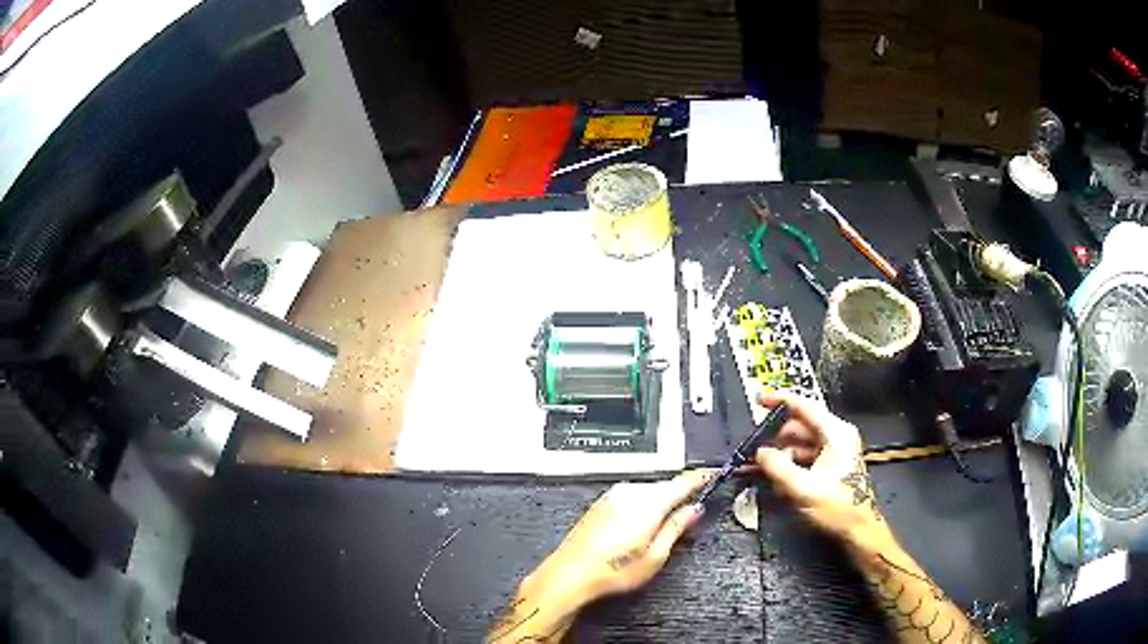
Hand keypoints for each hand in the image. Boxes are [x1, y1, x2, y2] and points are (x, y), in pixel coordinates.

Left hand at [527, 470, 710, 606]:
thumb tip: (693, 509)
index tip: (714, 474)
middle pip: (665, 486)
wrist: (569, 573)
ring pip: (648, 492)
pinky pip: (632, 497)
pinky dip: (643, 506)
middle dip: (680, 496)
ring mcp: (613, 496)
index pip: (684, 481)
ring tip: (661, 530)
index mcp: (649, 502)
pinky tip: (638, 528)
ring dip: (660, 502)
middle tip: (690, 515)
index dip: (702, 477)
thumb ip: (677, 527)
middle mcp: (631, 492)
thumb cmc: (612, 570)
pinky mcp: (601, 503)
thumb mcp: (655, 556)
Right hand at [754, 391, 892, 550]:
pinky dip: (792, 461)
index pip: (805, 406)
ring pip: (803, 441)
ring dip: (784, 452)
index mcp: (836, 433)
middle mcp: (838, 436)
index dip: (781, 400)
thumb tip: (760, 453)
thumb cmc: (837, 506)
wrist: (858, 528)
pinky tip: (781, 477)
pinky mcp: (833, 464)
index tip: (761, 399)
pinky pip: (808, 454)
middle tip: (757, 446)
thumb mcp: (803, 488)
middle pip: (802, 425)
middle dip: (778, 435)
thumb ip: (778, 468)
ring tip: (766, 467)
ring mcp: (837, 449)